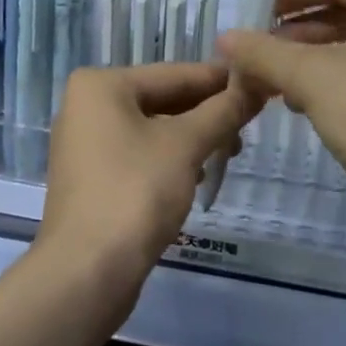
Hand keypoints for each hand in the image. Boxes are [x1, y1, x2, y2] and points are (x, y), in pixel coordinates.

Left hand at [37, 63, 262, 297]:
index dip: (221, 80)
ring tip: (230, 151)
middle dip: (207, 112)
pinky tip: (198, 176)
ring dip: (192, 138)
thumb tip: (255, 86)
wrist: (86, 272)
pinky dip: (169, 160)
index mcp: (100, 85)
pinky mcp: (91, 178)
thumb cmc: (135, 193)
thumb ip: (222, 111)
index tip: (261, 82)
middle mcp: (86, 106)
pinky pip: (138, 155)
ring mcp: (85, 144)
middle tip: (251, 123)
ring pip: (152, 130)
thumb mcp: (186, 146)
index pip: (174, 73)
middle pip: (161, 100)